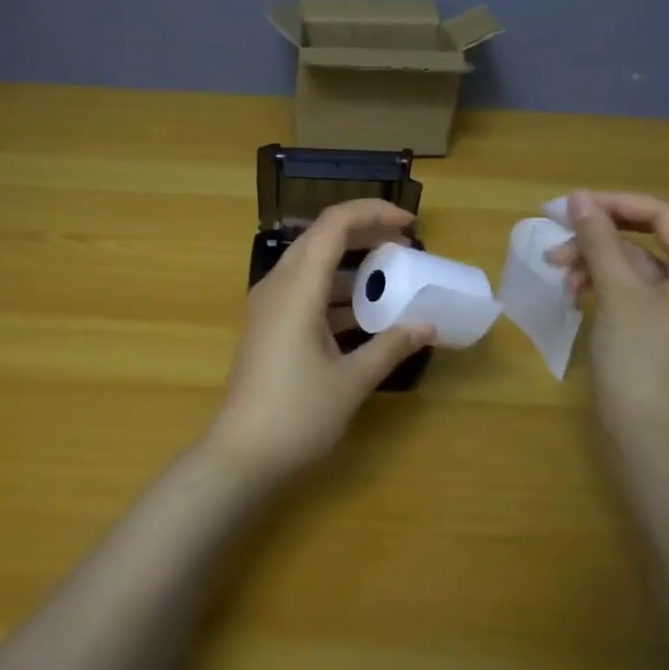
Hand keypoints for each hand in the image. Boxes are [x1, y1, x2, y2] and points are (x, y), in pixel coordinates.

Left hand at [204, 199, 433, 483]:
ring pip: (312, 265)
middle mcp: (278, 286)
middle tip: (404, 247)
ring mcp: (268, 307)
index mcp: (297, 288)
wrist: (241, 455)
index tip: (410, 225)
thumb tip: (427, 326)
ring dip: (350, 265)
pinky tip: (364, 314)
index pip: (333, 224)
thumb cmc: (298, 414)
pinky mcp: (268, 327)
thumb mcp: (352, 380)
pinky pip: (304, 291)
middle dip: (365, 234)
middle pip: (322, 238)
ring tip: (391, 278)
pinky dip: (335, 291)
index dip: (373, 214)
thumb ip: (391, 346)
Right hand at [547, 190, 668, 453]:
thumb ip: (599, 241)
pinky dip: (602, 290)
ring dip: (595, 266)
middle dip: (598, 240)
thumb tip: (579, 197)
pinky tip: (574, 296)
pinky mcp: (660, 335)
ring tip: (559, 276)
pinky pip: (631, 296)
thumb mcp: (618, 294)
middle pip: (646, 243)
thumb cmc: (640, 360)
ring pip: (634, 270)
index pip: (664, 217)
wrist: (650, 441)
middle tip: (555, 248)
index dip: (617, 205)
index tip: (572, 207)